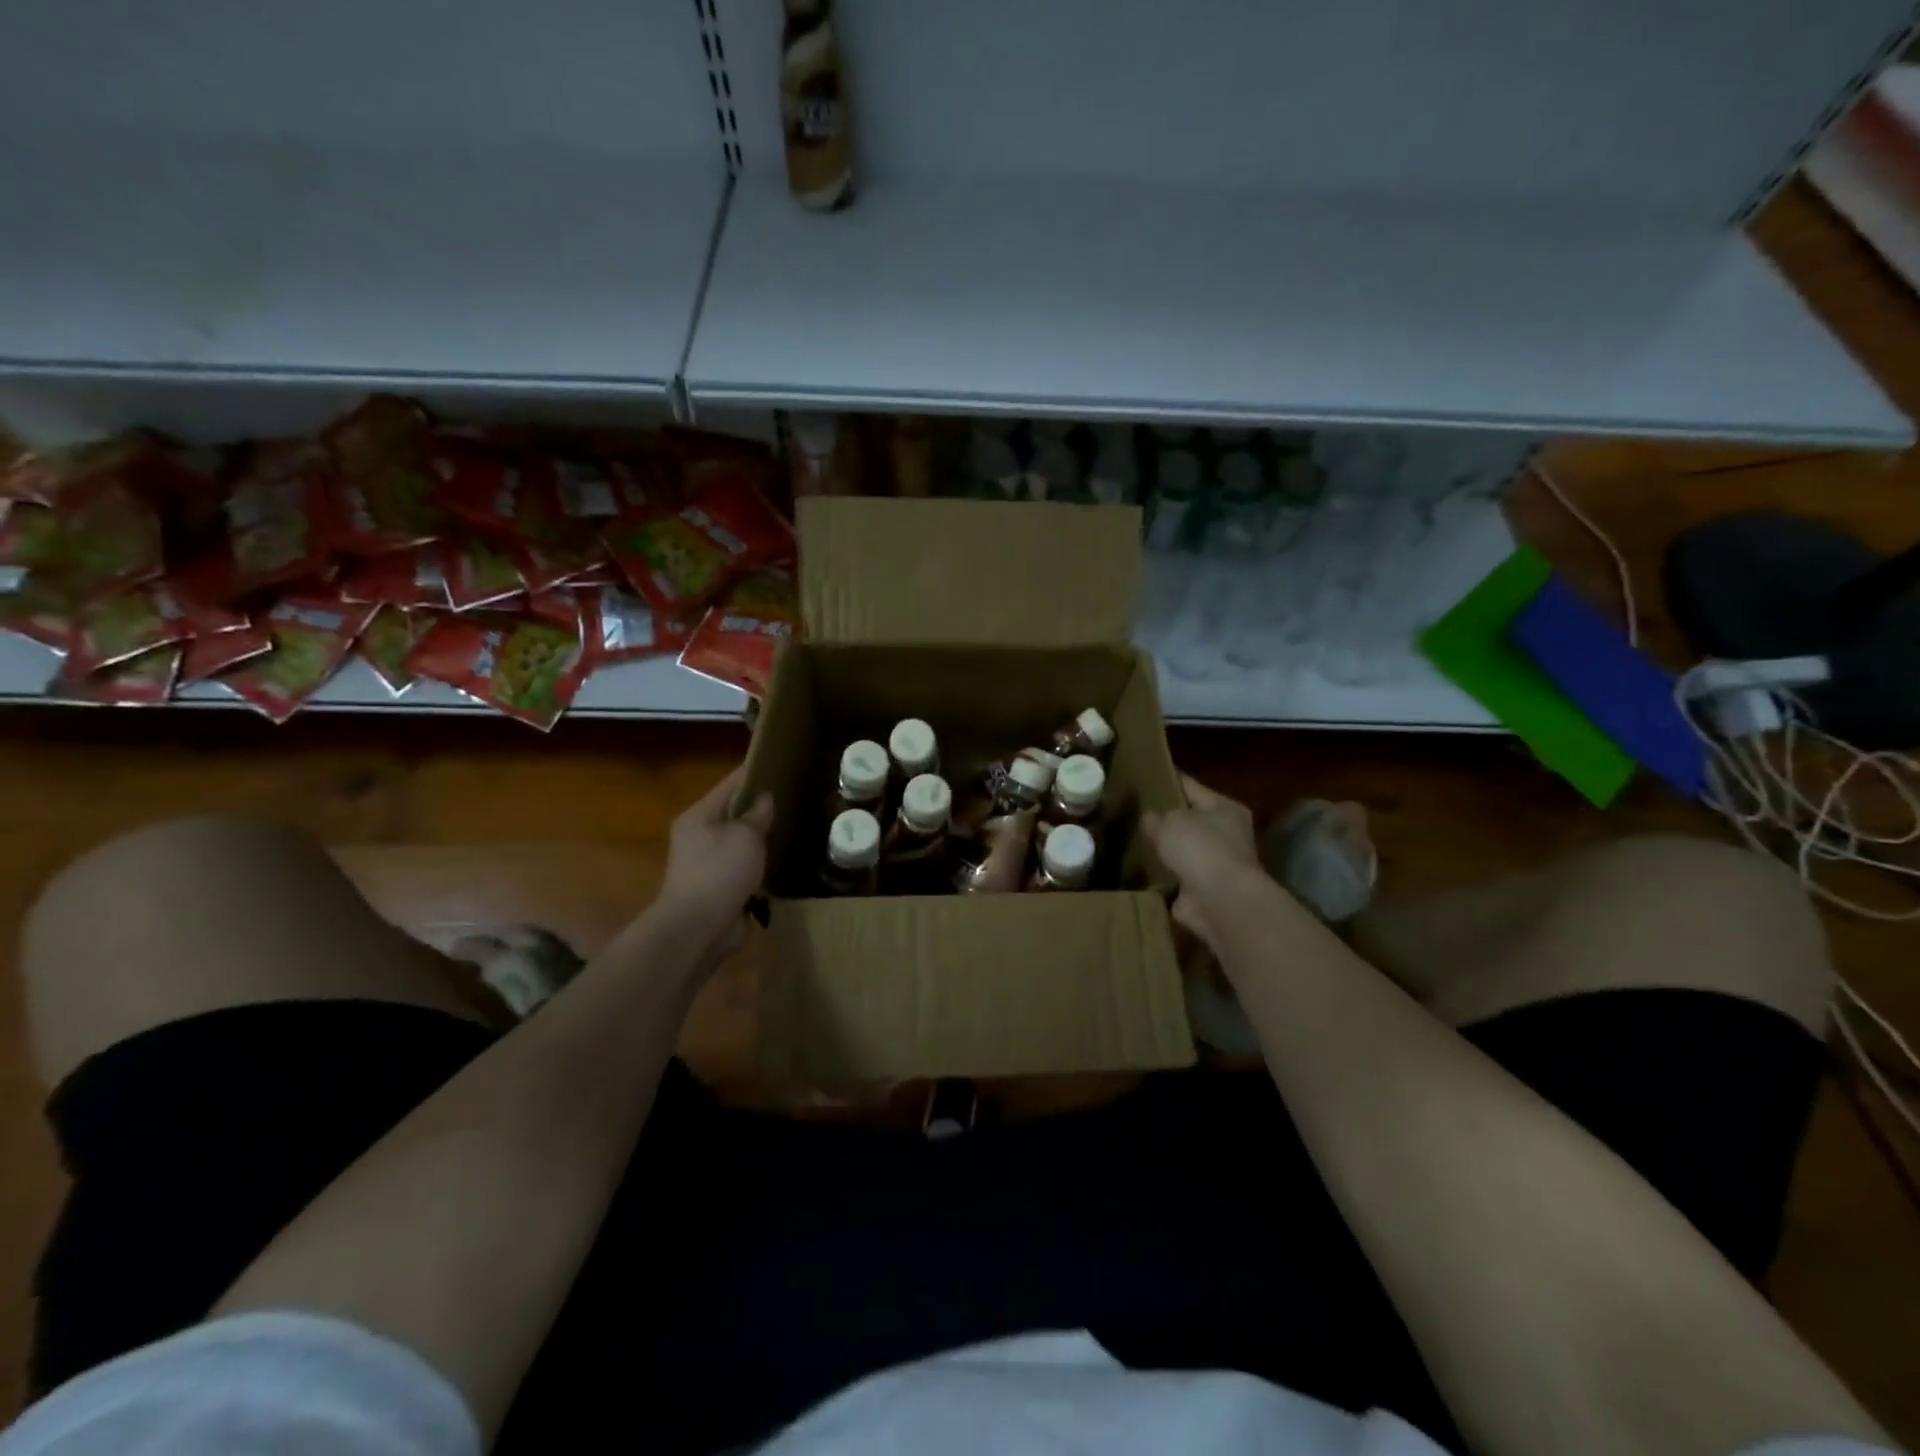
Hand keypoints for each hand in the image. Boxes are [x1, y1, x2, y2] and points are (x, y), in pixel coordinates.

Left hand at [654, 764, 775, 971]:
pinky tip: (778, 860)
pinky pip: (741, 867)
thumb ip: (757, 815)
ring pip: (738, 841)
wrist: (697, 928)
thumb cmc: (719, 872)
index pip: (730, 784)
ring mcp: (705, 864)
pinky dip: (757, 864)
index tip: (777, 762)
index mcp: (700, 816)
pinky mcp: (717, 888)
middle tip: (791, 796)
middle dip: (758, 806)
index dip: (753, 772)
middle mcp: (698, 836)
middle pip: (732, 813)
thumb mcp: (745, 836)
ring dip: (758, 838)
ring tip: (789, 826)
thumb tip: (764, 799)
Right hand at [1143, 773, 1262, 951]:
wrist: (1220, 901)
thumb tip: (1150, 819)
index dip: (1167, 780)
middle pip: (1189, 820)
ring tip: (1133, 840)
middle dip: (1165, 819)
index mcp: (1225, 808)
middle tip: (1133, 812)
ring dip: (1165, 850)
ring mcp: (1216, 864)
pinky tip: (1140, 870)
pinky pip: (1177, 876)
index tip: (1143, 776)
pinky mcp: (1204, 890)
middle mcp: (1226, 834)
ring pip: (1183, 850)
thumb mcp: (1170, 821)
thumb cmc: (1200, 849)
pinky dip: (1163, 876)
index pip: (1191, 786)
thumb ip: (1155, 817)